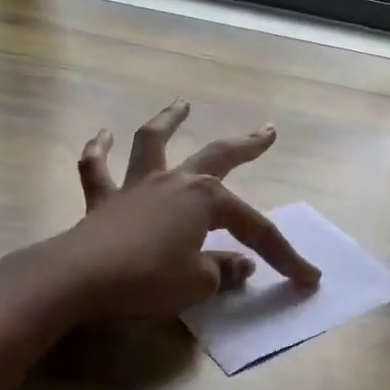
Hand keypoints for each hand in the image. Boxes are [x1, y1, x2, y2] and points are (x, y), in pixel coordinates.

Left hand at [61, 101, 320, 320]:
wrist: (79, 278)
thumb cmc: (147, 278)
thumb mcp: (196, 284)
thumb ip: (221, 272)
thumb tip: (240, 266)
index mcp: (205, 201)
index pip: (256, 229)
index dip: (285, 255)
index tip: (309, 278)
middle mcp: (175, 182)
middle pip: (217, 157)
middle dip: (246, 145)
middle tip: (267, 131)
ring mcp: (136, 187)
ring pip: (153, 143)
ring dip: (169, 121)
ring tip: (181, 105)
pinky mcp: (102, 201)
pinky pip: (97, 169)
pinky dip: (99, 151)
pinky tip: (102, 135)